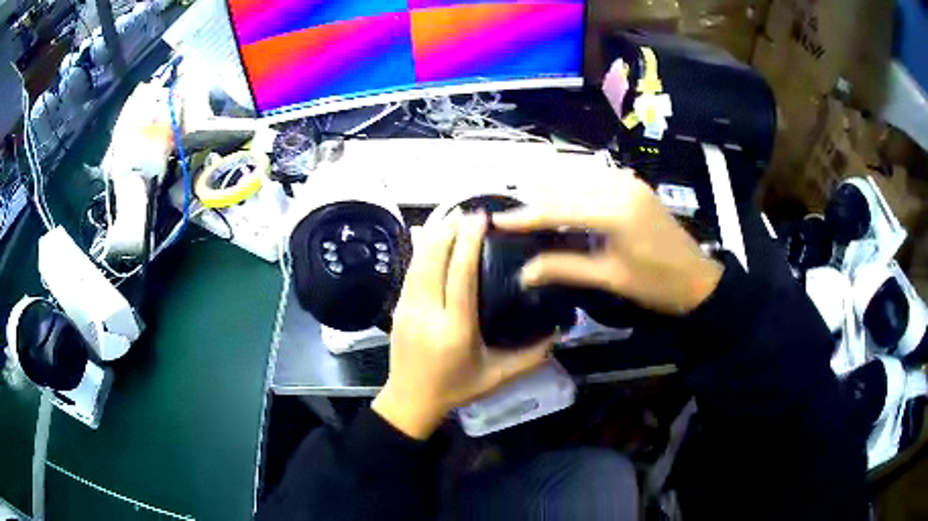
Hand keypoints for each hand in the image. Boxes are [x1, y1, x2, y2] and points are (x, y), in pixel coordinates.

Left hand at [372, 214, 552, 439]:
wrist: (410, 401)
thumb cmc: (456, 389)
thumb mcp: (497, 377)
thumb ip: (530, 356)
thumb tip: (558, 331)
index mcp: (454, 329)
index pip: (460, 275)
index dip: (469, 242)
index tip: (481, 218)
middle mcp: (427, 313)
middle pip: (434, 260)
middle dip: (450, 230)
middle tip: (469, 210)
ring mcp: (407, 308)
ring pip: (418, 261)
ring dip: (435, 235)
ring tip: (452, 216)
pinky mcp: (397, 308)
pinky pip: (410, 271)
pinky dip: (422, 249)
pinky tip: (432, 237)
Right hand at [493, 170, 722, 314]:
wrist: (698, 278)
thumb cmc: (656, 284)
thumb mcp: (610, 278)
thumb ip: (565, 268)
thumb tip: (524, 273)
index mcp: (614, 211)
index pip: (558, 209)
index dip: (525, 215)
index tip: (497, 219)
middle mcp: (619, 186)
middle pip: (565, 187)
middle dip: (535, 200)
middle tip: (509, 213)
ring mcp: (629, 181)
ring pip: (579, 178)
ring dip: (553, 190)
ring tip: (529, 206)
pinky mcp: (634, 184)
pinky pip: (596, 178)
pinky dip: (574, 187)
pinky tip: (562, 198)